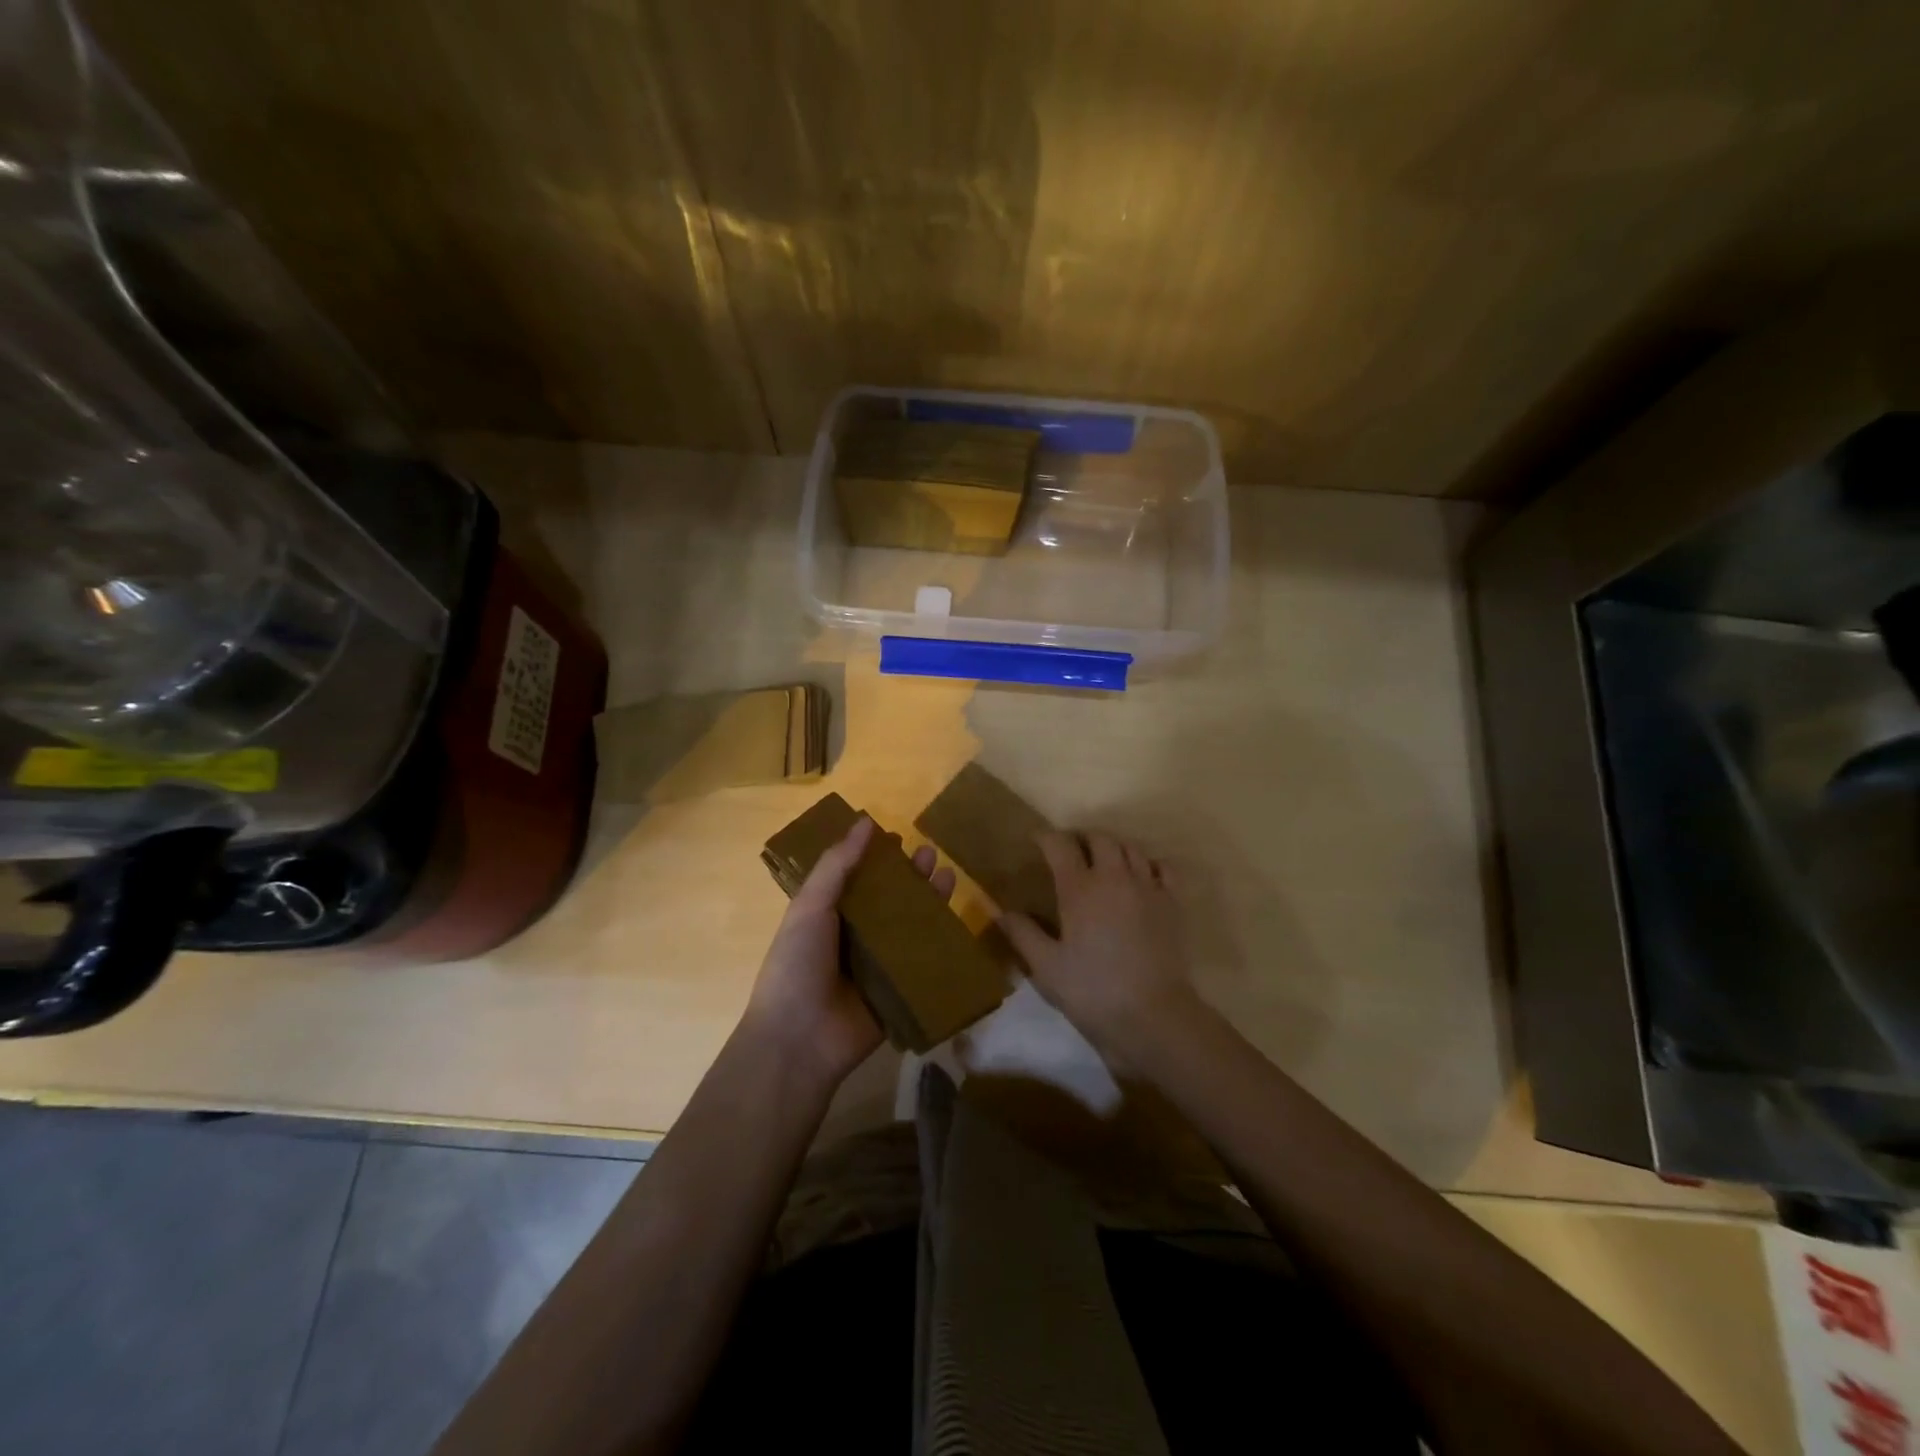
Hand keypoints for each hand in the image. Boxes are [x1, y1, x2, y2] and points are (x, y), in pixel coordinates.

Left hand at [742, 815, 956, 1089]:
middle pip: (890, 899)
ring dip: (929, 902)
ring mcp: (879, 965)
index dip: (877, 857)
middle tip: (931, 853)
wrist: (800, 1039)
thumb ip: (837, 865)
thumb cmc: (797, 964)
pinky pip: (924, 963)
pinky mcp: (900, 991)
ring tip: (947, 875)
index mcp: (829, 915)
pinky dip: (941, 943)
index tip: (898, 836)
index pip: (858, 878)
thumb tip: (865, 821)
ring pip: (911, 927)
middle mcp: (855, 937)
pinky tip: (958, 921)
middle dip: (910, 876)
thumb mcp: (811, 906)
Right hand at [1000, 830, 1196, 1059]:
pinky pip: (1163, 866)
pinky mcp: (1172, 902)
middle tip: (1071, 852)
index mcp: (1079, 889)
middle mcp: (1114, 877)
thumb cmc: (1093, 991)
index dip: (1046, 838)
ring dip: (1114, 848)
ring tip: (1103, 862)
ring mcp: (1147, 887)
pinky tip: (1141, 877)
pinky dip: (1149, 863)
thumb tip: (1000, 912)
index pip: (1060, 845)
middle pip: (1099, 838)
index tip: (1036, 840)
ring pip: (1131, 848)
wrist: (1153, 1014)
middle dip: (1082, 838)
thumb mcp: (1046, 967)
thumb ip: (1023, 934)